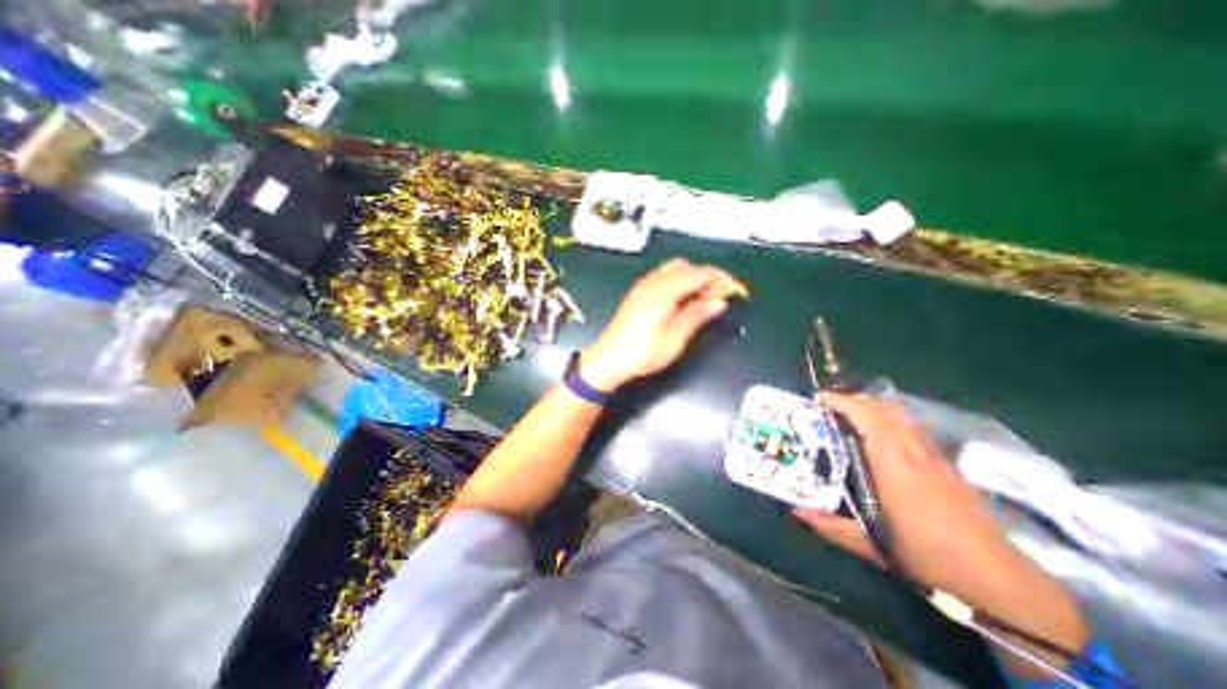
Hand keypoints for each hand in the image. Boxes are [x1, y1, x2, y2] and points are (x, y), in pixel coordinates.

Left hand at [580, 257, 741, 393]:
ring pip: (673, 271)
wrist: (609, 360)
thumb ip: (697, 314)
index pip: (698, 273)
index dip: (719, 279)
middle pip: (685, 267)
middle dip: (705, 276)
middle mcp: (652, 282)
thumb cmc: (643, 352)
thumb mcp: (675, 337)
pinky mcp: (638, 294)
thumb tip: (719, 301)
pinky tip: (682, 301)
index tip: (735, 290)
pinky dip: (678, 283)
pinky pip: (663, 278)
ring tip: (703, 300)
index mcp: (664, 290)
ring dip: (691, 279)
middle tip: (718, 297)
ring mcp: (643, 287)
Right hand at [790, 396, 1022, 600]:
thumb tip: (797, 512)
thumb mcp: (872, 546)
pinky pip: (913, 424)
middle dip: (854, 398)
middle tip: (829, 404)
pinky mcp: (945, 461)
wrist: (997, 575)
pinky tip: (883, 426)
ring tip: (851, 409)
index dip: (843, 402)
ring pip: (901, 413)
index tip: (820, 399)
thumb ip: (831, 527)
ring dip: (873, 404)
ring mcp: (933, 454)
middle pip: (884, 409)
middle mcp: (914, 452)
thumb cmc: (928, 556)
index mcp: (894, 466)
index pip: (868, 419)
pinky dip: (892, 415)